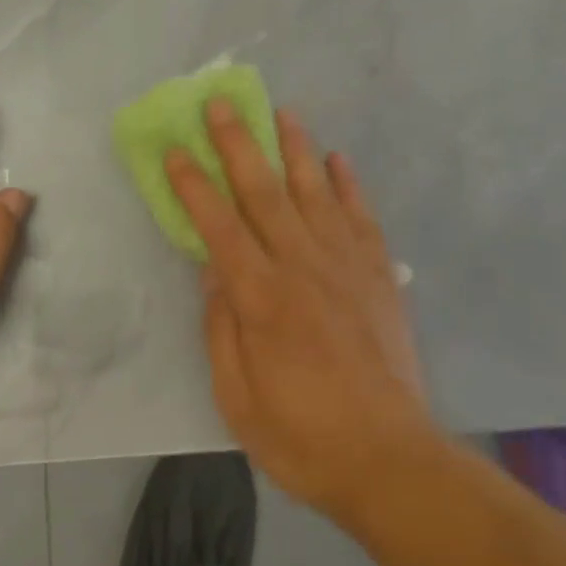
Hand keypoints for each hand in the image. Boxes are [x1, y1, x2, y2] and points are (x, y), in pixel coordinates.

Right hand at [167, 100, 436, 527]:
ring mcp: (346, 268)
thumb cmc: (302, 437)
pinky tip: (337, 159)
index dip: (193, 185)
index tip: (175, 150)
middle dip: (238, 144)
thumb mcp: (237, 397)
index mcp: (262, 299)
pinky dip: (348, 184)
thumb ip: (221, 327)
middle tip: (221, 103)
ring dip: (295, 148)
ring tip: (280, 111)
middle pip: (264, 192)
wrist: (391, 462)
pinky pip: (361, 218)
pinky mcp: (378, 278)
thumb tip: (212, 270)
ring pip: (315, 193)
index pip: (218, 226)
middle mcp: (303, 268)